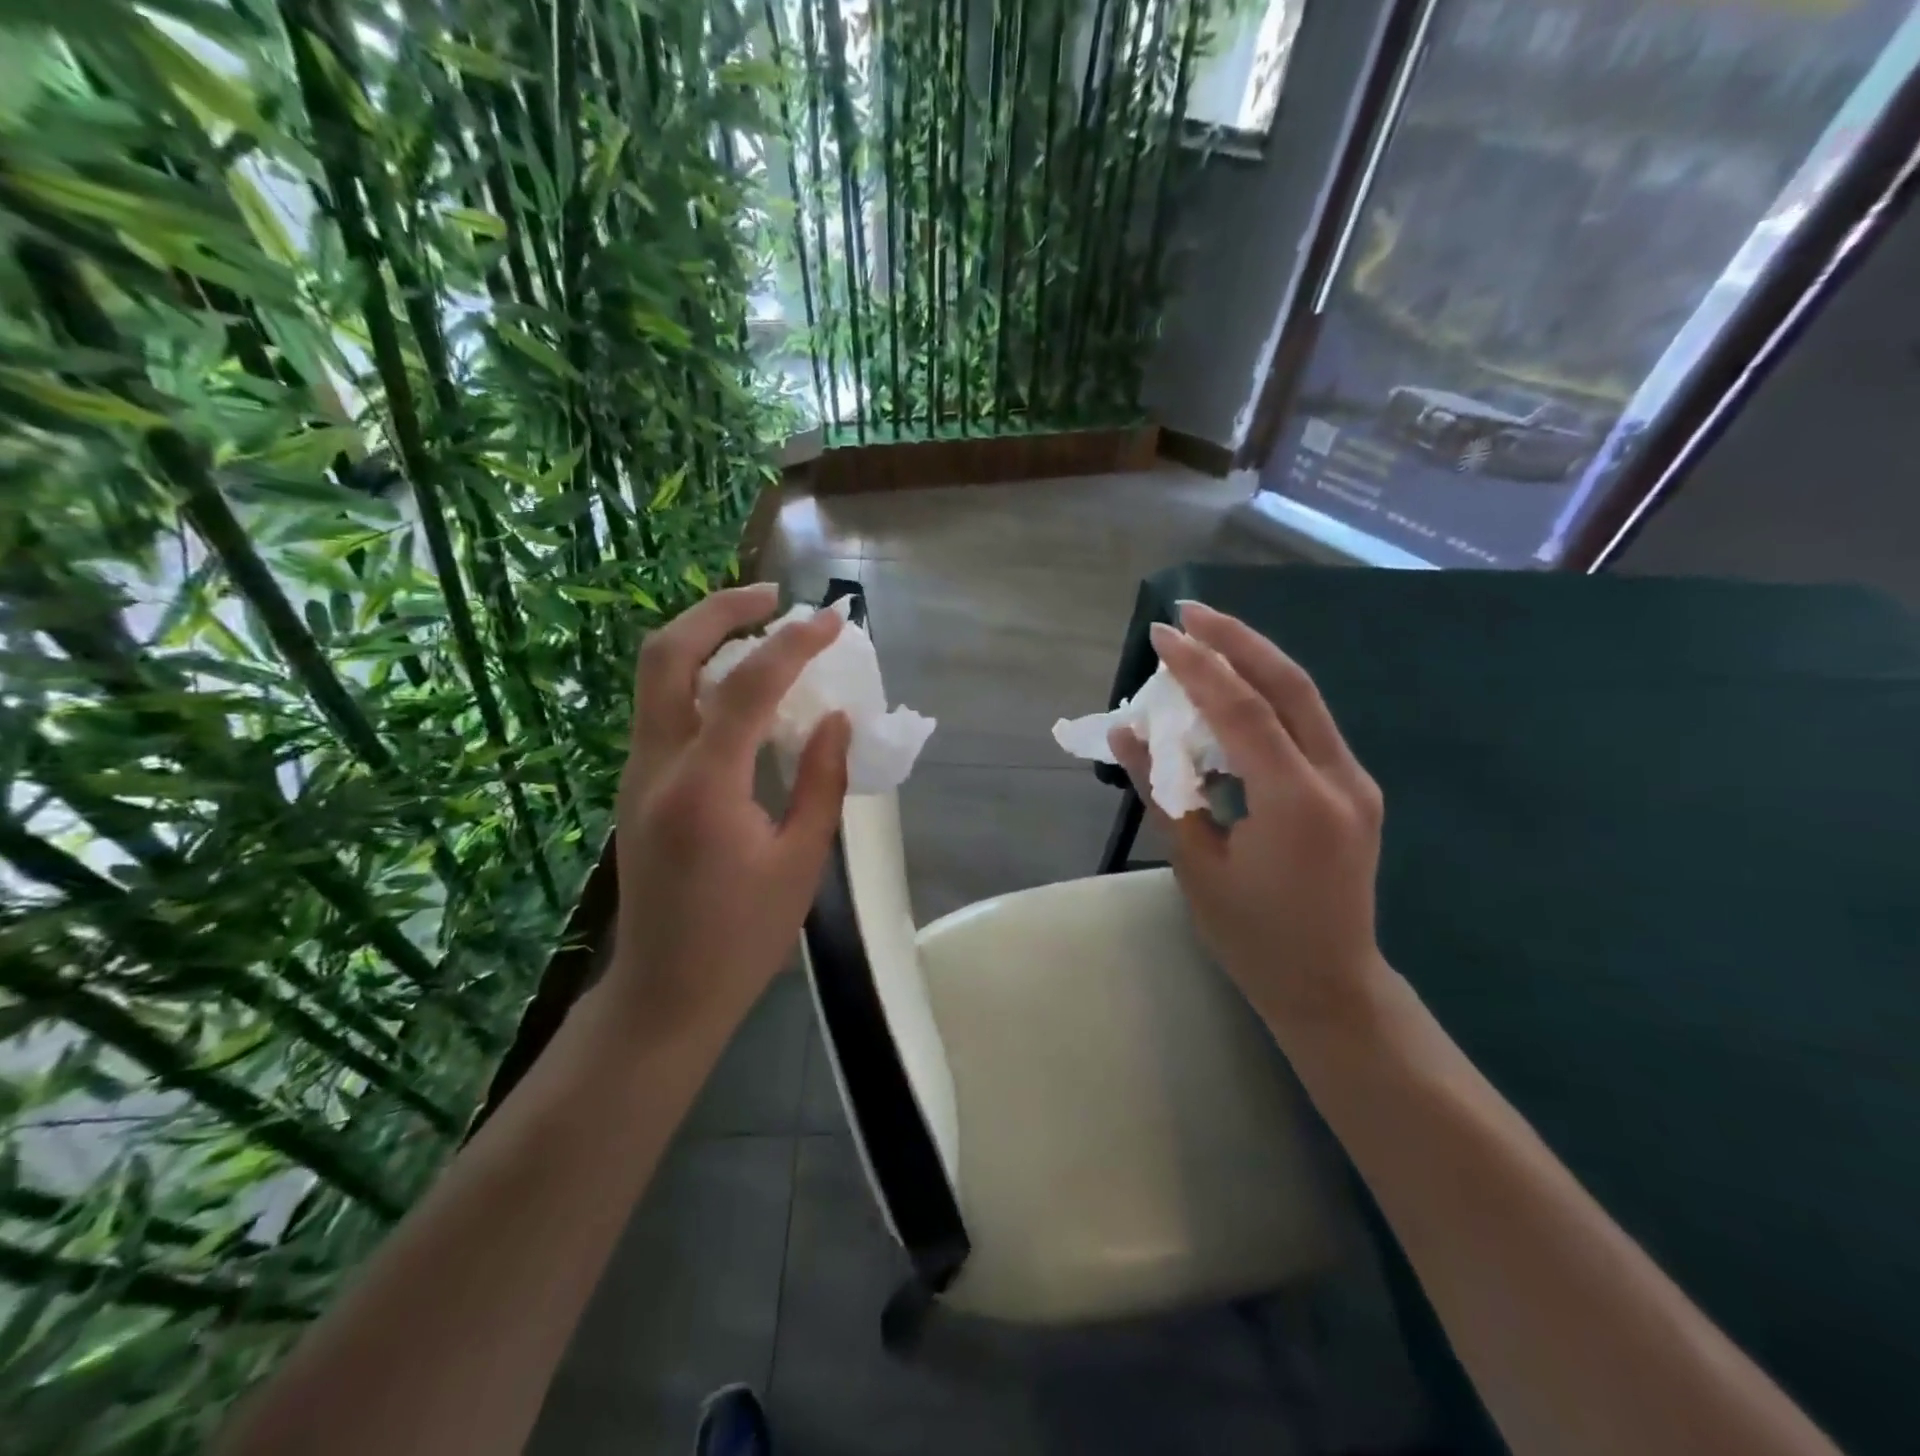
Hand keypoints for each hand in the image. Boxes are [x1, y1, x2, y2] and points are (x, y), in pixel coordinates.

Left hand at [608, 583, 851, 1040]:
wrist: (664, 991)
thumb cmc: (743, 937)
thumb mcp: (801, 861)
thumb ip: (821, 781)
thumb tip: (837, 719)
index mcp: (704, 788)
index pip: (746, 688)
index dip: (793, 644)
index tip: (832, 620)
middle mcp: (656, 766)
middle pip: (667, 654)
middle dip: (719, 609)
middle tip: (773, 597)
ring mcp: (635, 773)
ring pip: (654, 675)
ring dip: (705, 636)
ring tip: (761, 627)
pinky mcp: (636, 785)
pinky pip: (662, 706)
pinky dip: (698, 675)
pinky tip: (741, 687)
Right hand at [1109, 601, 1389, 1039]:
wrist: (1330, 985)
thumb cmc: (1253, 937)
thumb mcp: (1195, 865)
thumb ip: (1163, 790)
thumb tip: (1128, 732)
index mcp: (1298, 803)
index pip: (1244, 711)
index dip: (1200, 667)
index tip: (1161, 634)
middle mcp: (1339, 780)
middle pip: (1289, 685)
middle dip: (1237, 640)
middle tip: (1189, 611)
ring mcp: (1354, 782)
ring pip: (1305, 698)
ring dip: (1254, 660)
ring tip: (1206, 637)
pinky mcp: (1352, 788)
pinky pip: (1307, 725)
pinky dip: (1267, 696)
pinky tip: (1233, 689)